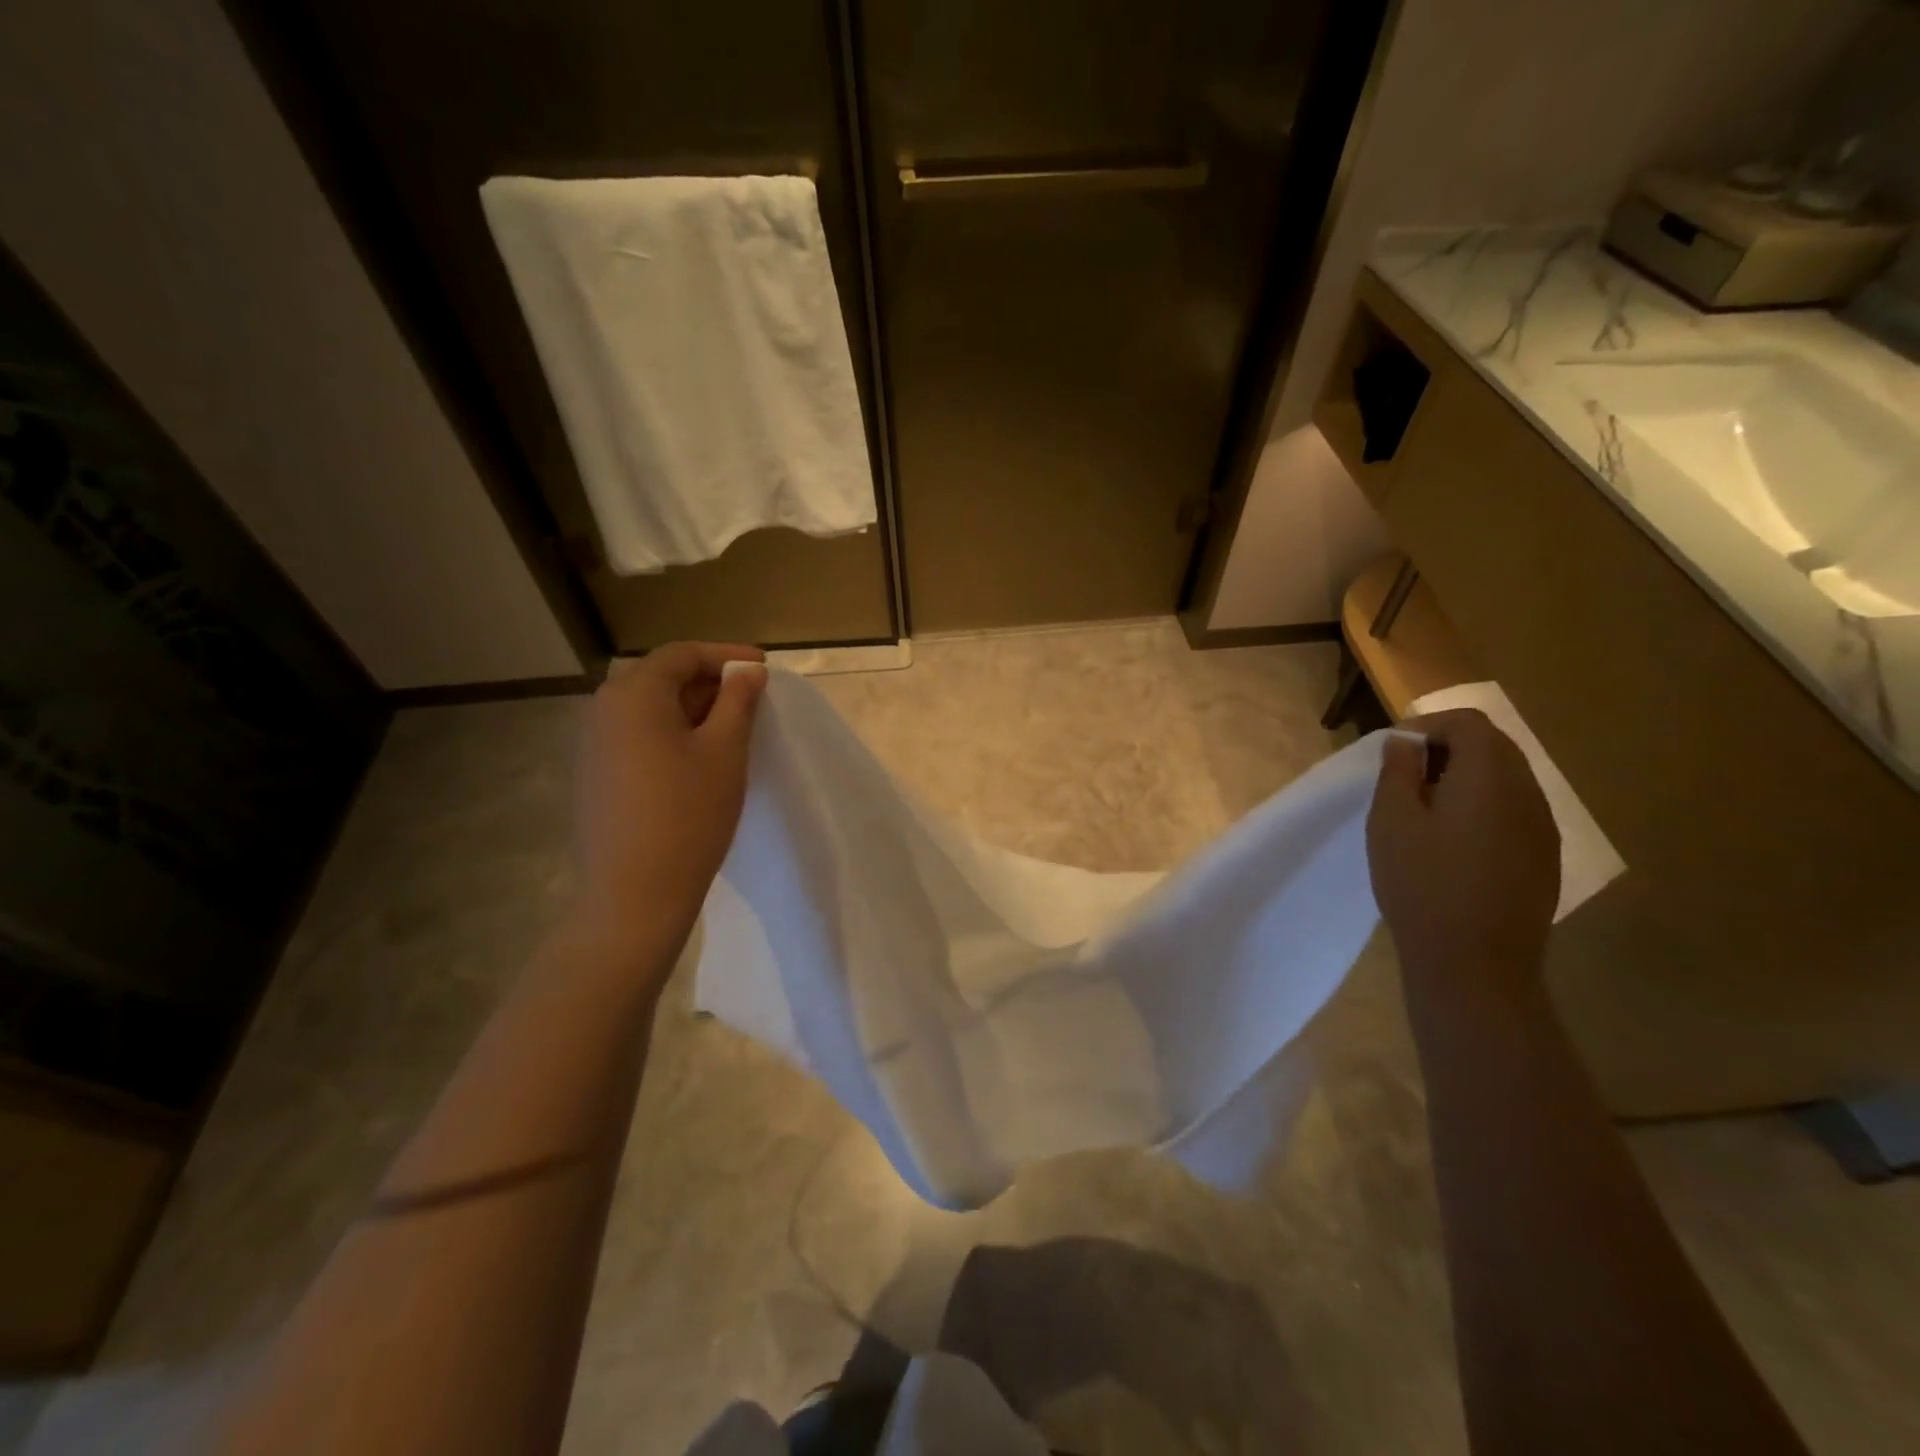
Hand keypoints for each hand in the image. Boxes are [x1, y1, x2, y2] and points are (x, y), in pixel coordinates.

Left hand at [573, 642, 767, 951]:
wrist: (634, 894)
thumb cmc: (689, 815)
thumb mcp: (725, 751)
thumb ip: (738, 702)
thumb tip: (748, 672)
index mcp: (633, 695)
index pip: (682, 654)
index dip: (726, 655)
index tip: (764, 668)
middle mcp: (603, 709)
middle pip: (662, 677)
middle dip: (710, 681)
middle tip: (752, 699)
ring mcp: (594, 744)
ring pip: (650, 708)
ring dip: (692, 709)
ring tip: (732, 728)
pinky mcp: (596, 774)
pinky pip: (638, 735)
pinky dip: (672, 733)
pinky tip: (699, 758)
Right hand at [1367, 708, 1560, 983]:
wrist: (1475, 963)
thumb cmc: (1422, 884)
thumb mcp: (1391, 821)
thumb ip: (1397, 771)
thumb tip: (1405, 741)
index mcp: (1490, 776)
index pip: (1467, 722)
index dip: (1428, 725)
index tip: (1394, 751)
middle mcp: (1528, 792)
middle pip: (1493, 744)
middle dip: (1447, 748)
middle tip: (1405, 777)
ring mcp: (1544, 825)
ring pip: (1507, 777)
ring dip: (1466, 777)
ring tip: (1426, 809)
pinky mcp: (1545, 855)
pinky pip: (1515, 809)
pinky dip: (1484, 805)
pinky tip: (1455, 840)